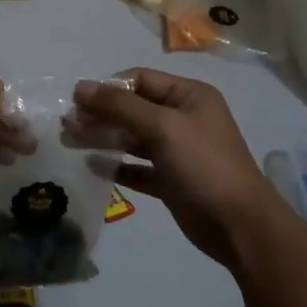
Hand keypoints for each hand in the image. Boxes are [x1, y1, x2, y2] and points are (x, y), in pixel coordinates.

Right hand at [67, 68, 283, 266]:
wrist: (240, 226)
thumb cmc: (203, 166)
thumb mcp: (162, 127)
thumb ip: (120, 106)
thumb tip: (81, 87)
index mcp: (188, 96)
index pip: (140, 80)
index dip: (108, 88)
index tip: (76, 101)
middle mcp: (183, 118)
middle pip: (134, 109)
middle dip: (101, 114)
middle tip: (66, 125)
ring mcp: (178, 151)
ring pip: (133, 138)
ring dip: (103, 138)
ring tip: (70, 142)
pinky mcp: (172, 180)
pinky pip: (139, 167)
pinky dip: (118, 166)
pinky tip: (93, 167)